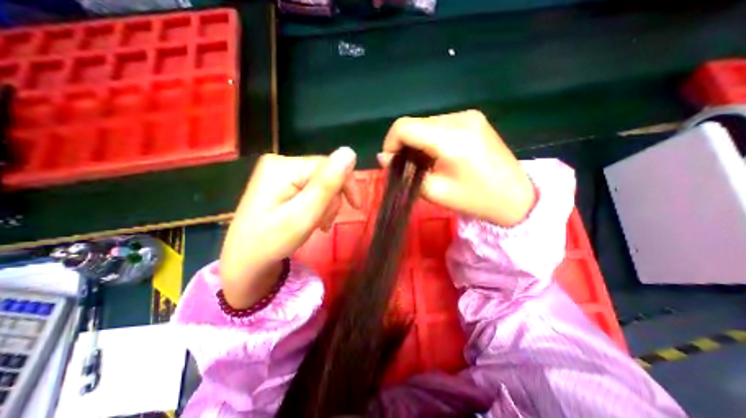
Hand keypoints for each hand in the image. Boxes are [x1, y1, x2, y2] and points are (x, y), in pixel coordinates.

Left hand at [219, 149, 361, 307]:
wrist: (245, 260)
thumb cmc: (273, 241)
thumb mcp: (304, 216)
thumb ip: (327, 185)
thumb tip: (349, 152)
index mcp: (284, 167)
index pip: (330, 165)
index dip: (347, 185)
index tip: (356, 207)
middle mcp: (281, 162)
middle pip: (325, 175)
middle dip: (331, 200)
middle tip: (323, 222)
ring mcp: (279, 172)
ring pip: (321, 183)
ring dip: (325, 205)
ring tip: (316, 223)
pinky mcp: (281, 183)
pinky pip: (311, 189)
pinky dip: (317, 205)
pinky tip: (312, 219)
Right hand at [379, 111, 535, 226]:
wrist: (516, 197)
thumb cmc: (475, 199)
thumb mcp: (435, 192)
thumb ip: (404, 174)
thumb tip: (383, 158)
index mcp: (450, 137)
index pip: (404, 126)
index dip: (390, 143)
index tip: (391, 162)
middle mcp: (459, 118)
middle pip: (414, 123)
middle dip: (404, 145)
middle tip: (407, 167)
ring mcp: (468, 115)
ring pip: (425, 123)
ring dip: (417, 142)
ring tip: (424, 164)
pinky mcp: (473, 119)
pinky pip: (439, 125)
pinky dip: (430, 139)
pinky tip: (437, 155)